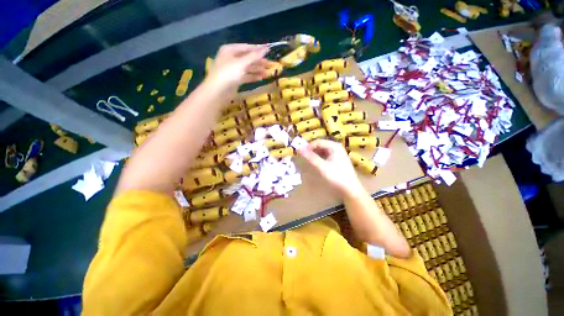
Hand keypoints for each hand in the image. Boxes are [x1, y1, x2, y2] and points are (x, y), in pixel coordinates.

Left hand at [207, 44, 270, 87]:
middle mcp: (231, 58)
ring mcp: (233, 70)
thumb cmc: (228, 73)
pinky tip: (260, 78)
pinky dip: (253, 77)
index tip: (269, 51)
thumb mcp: (241, 63)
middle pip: (248, 58)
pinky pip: (245, 76)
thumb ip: (254, 56)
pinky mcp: (235, 80)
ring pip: (247, 68)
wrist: (218, 91)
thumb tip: (265, 49)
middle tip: (270, 65)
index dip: (258, 49)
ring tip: (267, 74)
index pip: (246, 47)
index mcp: (230, 50)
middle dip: (259, 62)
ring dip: (257, 70)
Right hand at [297, 139, 362, 196]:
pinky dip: (318, 158)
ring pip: (322, 151)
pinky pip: (325, 155)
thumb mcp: (322, 167)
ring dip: (314, 154)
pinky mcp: (337, 160)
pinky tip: (315, 163)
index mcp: (334, 146)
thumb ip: (310, 157)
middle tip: (303, 157)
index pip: (317, 142)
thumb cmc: (337, 176)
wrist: (350, 189)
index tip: (300, 153)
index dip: (308, 146)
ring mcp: (337, 153)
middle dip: (311, 150)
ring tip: (307, 161)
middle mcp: (336, 147)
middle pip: (320, 145)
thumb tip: (299, 149)